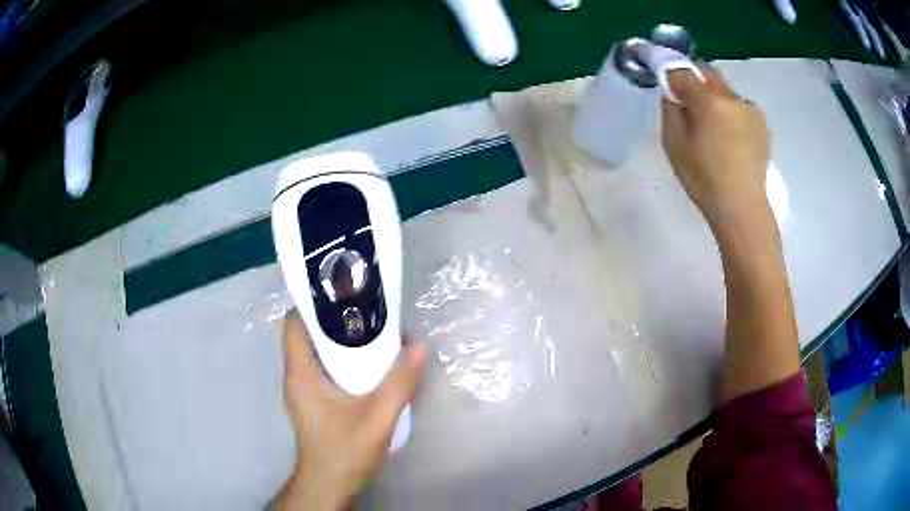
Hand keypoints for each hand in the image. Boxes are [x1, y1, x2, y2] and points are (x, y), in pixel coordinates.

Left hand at [277, 310, 426, 509]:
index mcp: (301, 373)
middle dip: (339, 321)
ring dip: (345, 343)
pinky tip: (373, 368)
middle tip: (373, 313)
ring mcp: (306, 391)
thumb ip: (398, 383)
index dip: (316, 303)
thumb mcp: (376, 418)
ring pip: (320, 354)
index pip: (295, 323)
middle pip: (310, 335)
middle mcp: (298, 376)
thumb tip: (419, 347)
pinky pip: (328, 370)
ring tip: (378, 336)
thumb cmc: (343, 451)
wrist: (329, 486)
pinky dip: (346, 362)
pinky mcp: (317, 403)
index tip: (346, 293)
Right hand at [661, 63, 771, 224]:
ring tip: (715, 129)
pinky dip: (731, 114)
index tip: (668, 88)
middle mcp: (732, 97)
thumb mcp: (674, 145)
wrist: (742, 208)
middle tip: (689, 105)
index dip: (671, 75)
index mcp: (709, 100)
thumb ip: (671, 110)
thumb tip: (674, 93)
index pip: (682, 71)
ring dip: (715, 99)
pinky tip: (731, 139)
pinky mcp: (762, 123)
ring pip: (725, 91)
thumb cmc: (704, 180)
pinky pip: (739, 107)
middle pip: (707, 73)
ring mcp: (750, 109)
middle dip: (695, 81)